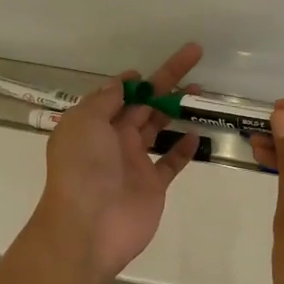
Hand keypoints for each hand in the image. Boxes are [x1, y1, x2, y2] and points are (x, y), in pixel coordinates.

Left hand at [30, 43, 203, 281]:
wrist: (89, 227)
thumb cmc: (83, 168)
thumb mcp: (85, 122)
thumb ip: (106, 100)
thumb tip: (123, 83)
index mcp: (93, 123)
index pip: (117, 94)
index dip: (134, 79)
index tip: (151, 68)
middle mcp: (113, 139)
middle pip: (143, 104)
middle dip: (166, 81)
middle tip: (194, 57)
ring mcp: (134, 162)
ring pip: (158, 127)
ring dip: (176, 108)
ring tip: (200, 91)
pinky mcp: (152, 185)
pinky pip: (171, 161)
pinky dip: (184, 147)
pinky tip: (197, 133)